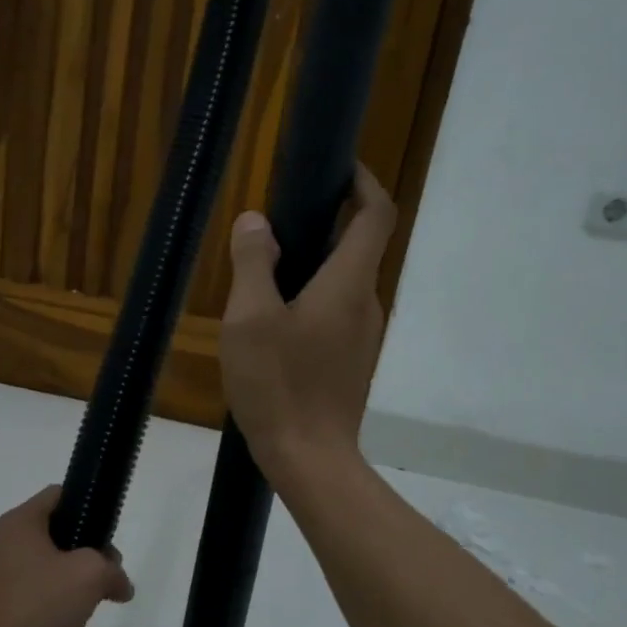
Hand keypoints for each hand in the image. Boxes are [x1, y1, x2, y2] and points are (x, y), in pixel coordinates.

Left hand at [0, 485, 134, 626]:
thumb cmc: (36, 602)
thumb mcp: (89, 575)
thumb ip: (112, 570)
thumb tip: (121, 585)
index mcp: (22, 521)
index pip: (59, 494)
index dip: (88, 506)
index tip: (108, 534)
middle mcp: (6, 540)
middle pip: (57, 532)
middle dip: (87, 551)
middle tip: (107, 575)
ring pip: (47, 565)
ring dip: (72, 580)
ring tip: (90, 603)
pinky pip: (34, 592)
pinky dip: (53, 602)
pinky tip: (66, 622)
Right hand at [220, 164, 394, 487]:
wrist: (309, 459)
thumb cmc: (279, 384)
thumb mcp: (250, 318)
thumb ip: (253, 263)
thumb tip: (256, 222)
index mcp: (349, 283)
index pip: (376, 214)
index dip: (363, 182)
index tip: (337, 167)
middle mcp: (367, 303)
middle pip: (358, 247)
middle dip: (324, 225)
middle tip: (275, 227)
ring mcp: (363, 336)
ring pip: (343, 283)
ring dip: (313, 267)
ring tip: (264, 278)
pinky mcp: (352, 362)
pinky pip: (336, 313)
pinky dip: (312, 299)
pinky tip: (273, 325)